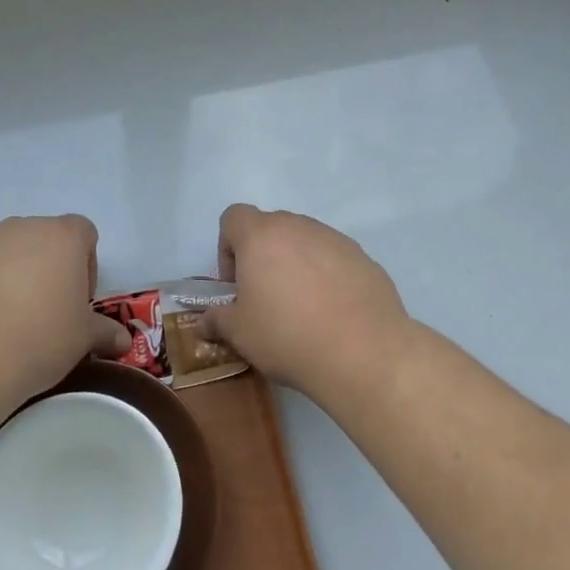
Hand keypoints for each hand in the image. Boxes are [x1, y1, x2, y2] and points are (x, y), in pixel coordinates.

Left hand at [0, 215, 129, 411]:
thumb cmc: (38, 339)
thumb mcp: (82, 340)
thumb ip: (105, 332)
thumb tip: (124, 342)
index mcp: (62, 237)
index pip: (83, 233)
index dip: (85, 265)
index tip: (77, 301)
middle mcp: (21, 228)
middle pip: (42, 240)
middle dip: (46, 269)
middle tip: (44, 312)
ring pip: (5, 253)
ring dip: (11, 276)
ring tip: (6, 322)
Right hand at [206, 204, 412, 399]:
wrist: (363, 351)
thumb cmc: (287, 335)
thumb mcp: (239, 334)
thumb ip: (217, 320)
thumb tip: (205, 321)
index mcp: (261, 235)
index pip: (233, 217)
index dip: (227, 247)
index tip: (235, 284)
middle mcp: (299, 226)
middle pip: (271, 228)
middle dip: (263, 257)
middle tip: (265, 298)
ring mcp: (335, 239)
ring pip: (305, 242)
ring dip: (296, 265)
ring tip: (302, 309)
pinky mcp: (363, 257)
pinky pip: (334, 259)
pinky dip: (327, 277)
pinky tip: (332, 313)